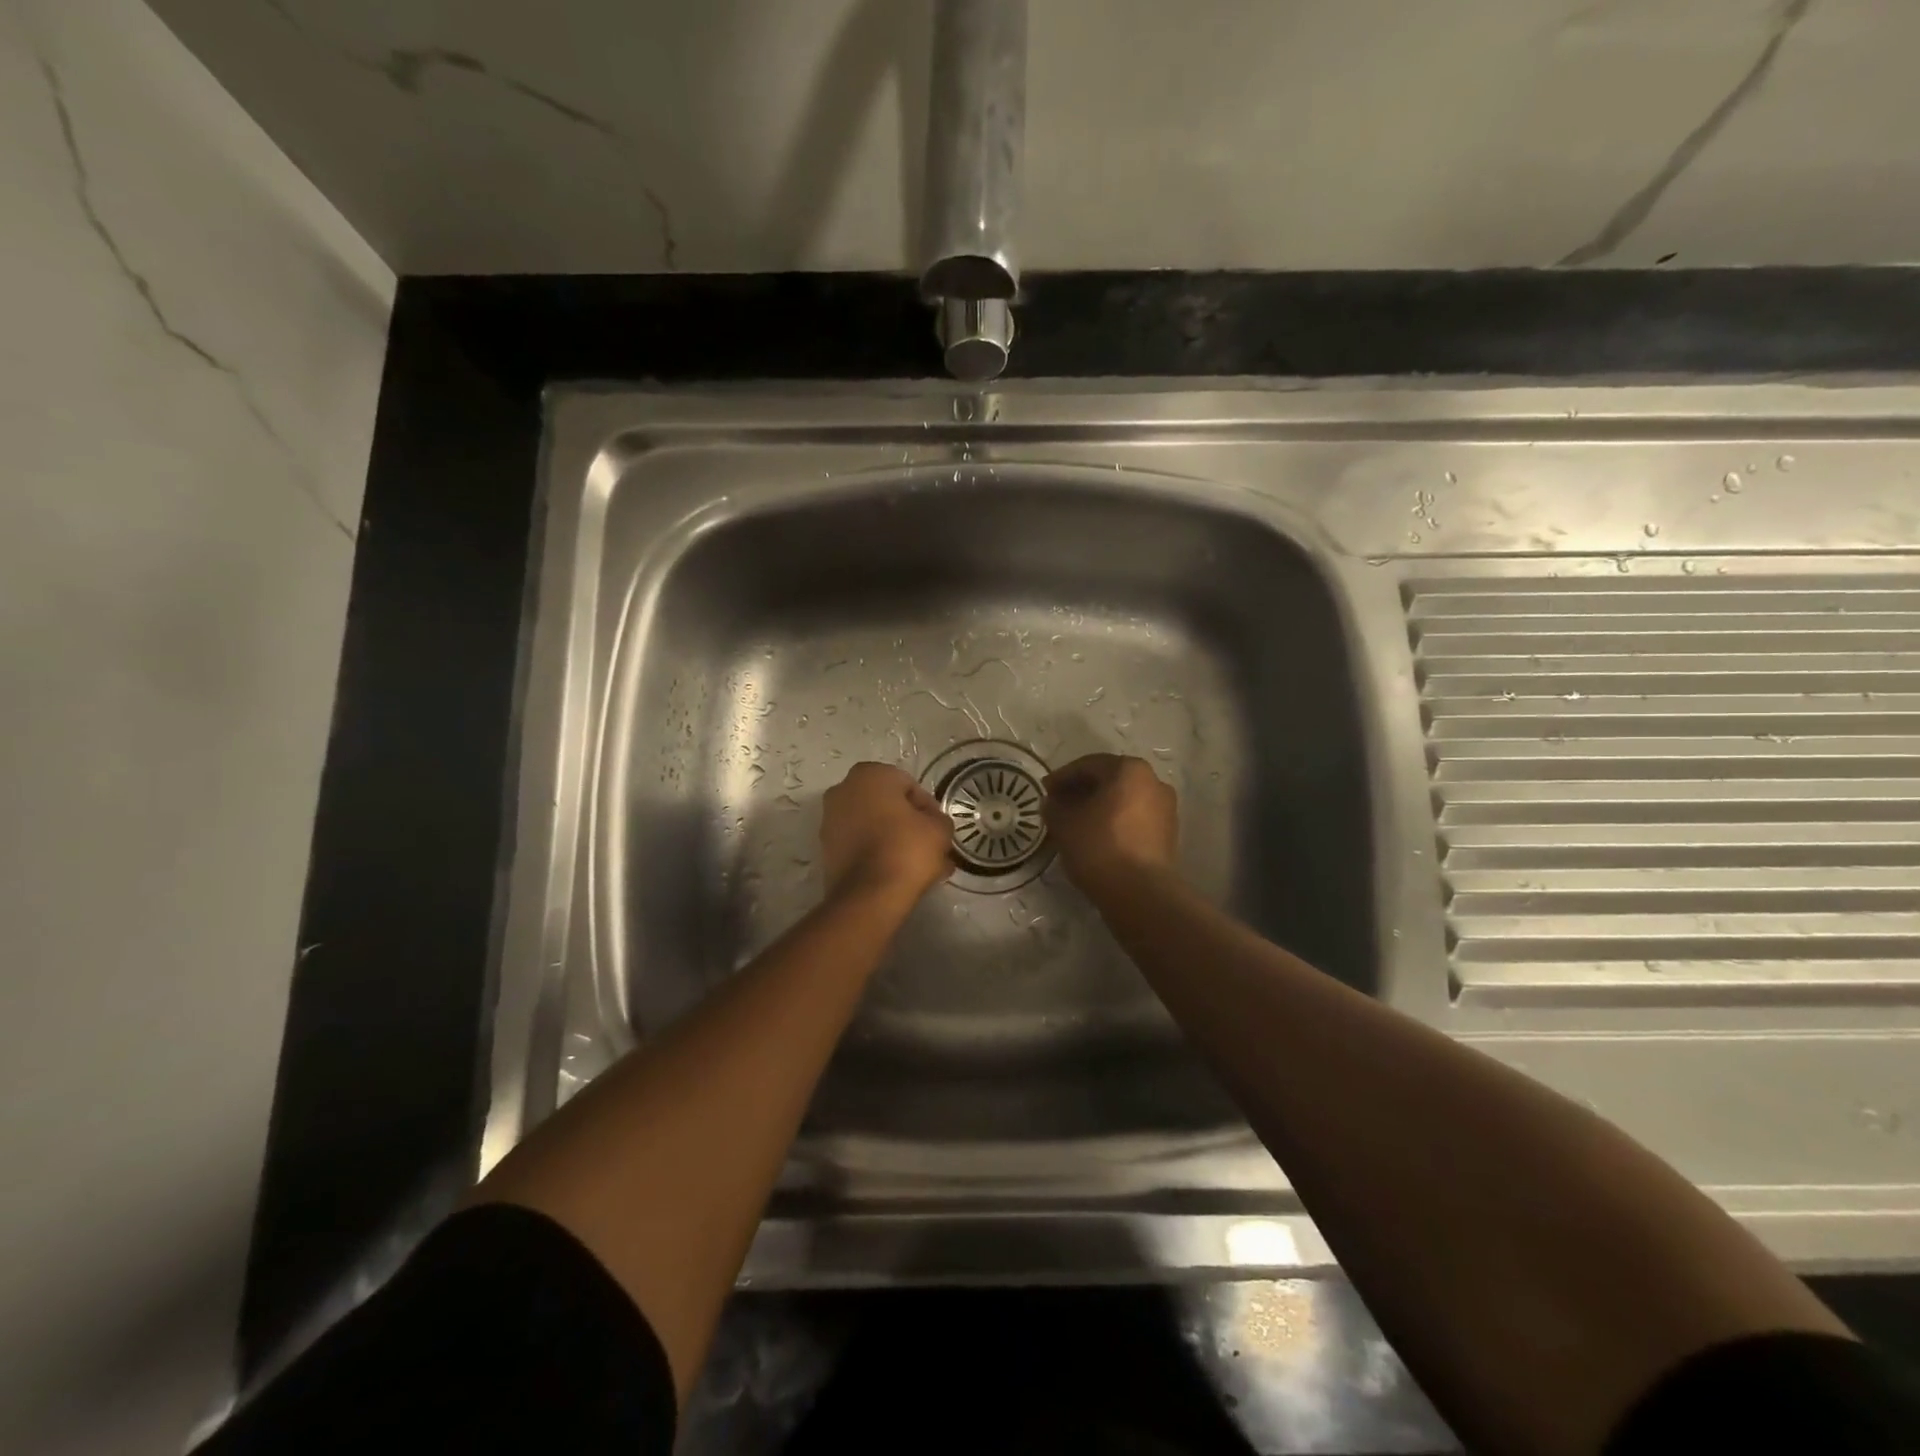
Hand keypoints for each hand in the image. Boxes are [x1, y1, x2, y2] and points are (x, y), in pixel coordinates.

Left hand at [821, 762, 954, 903]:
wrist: (869, 895)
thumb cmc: (907, 849)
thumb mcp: (939, 829)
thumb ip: (939, 819)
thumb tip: (932, 824)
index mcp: (870, 774)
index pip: (909, 786)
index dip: (928, 808)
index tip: (938, 829)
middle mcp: (843, 790)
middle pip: (887, 805)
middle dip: (909, 824)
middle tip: (930, 847)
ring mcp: (830, 820)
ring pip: (873, 827)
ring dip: (895, 840)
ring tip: (918, 866)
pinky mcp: (826, 849)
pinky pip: (860, 845)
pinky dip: (877, 854)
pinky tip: (899, 874)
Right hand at [1042, 753, 1178, 896]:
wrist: (1140, 893)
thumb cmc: (1099, 847)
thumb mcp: (1064, 824)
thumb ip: (1054, 806)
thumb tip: (1053, 802)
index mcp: (1129, 770)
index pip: (1088, 765)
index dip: (1062, 777)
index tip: (1044, 791)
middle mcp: (1153, 782)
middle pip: (1109, 780)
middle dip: (1081, 791)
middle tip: (1058, 805)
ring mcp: (1166, 808)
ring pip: (1123, 800)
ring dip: (1098, 807)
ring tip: (1075, 823)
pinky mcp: (1168, 834)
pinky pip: (1134, 819)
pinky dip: (1114, 822)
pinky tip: (1096, 838)